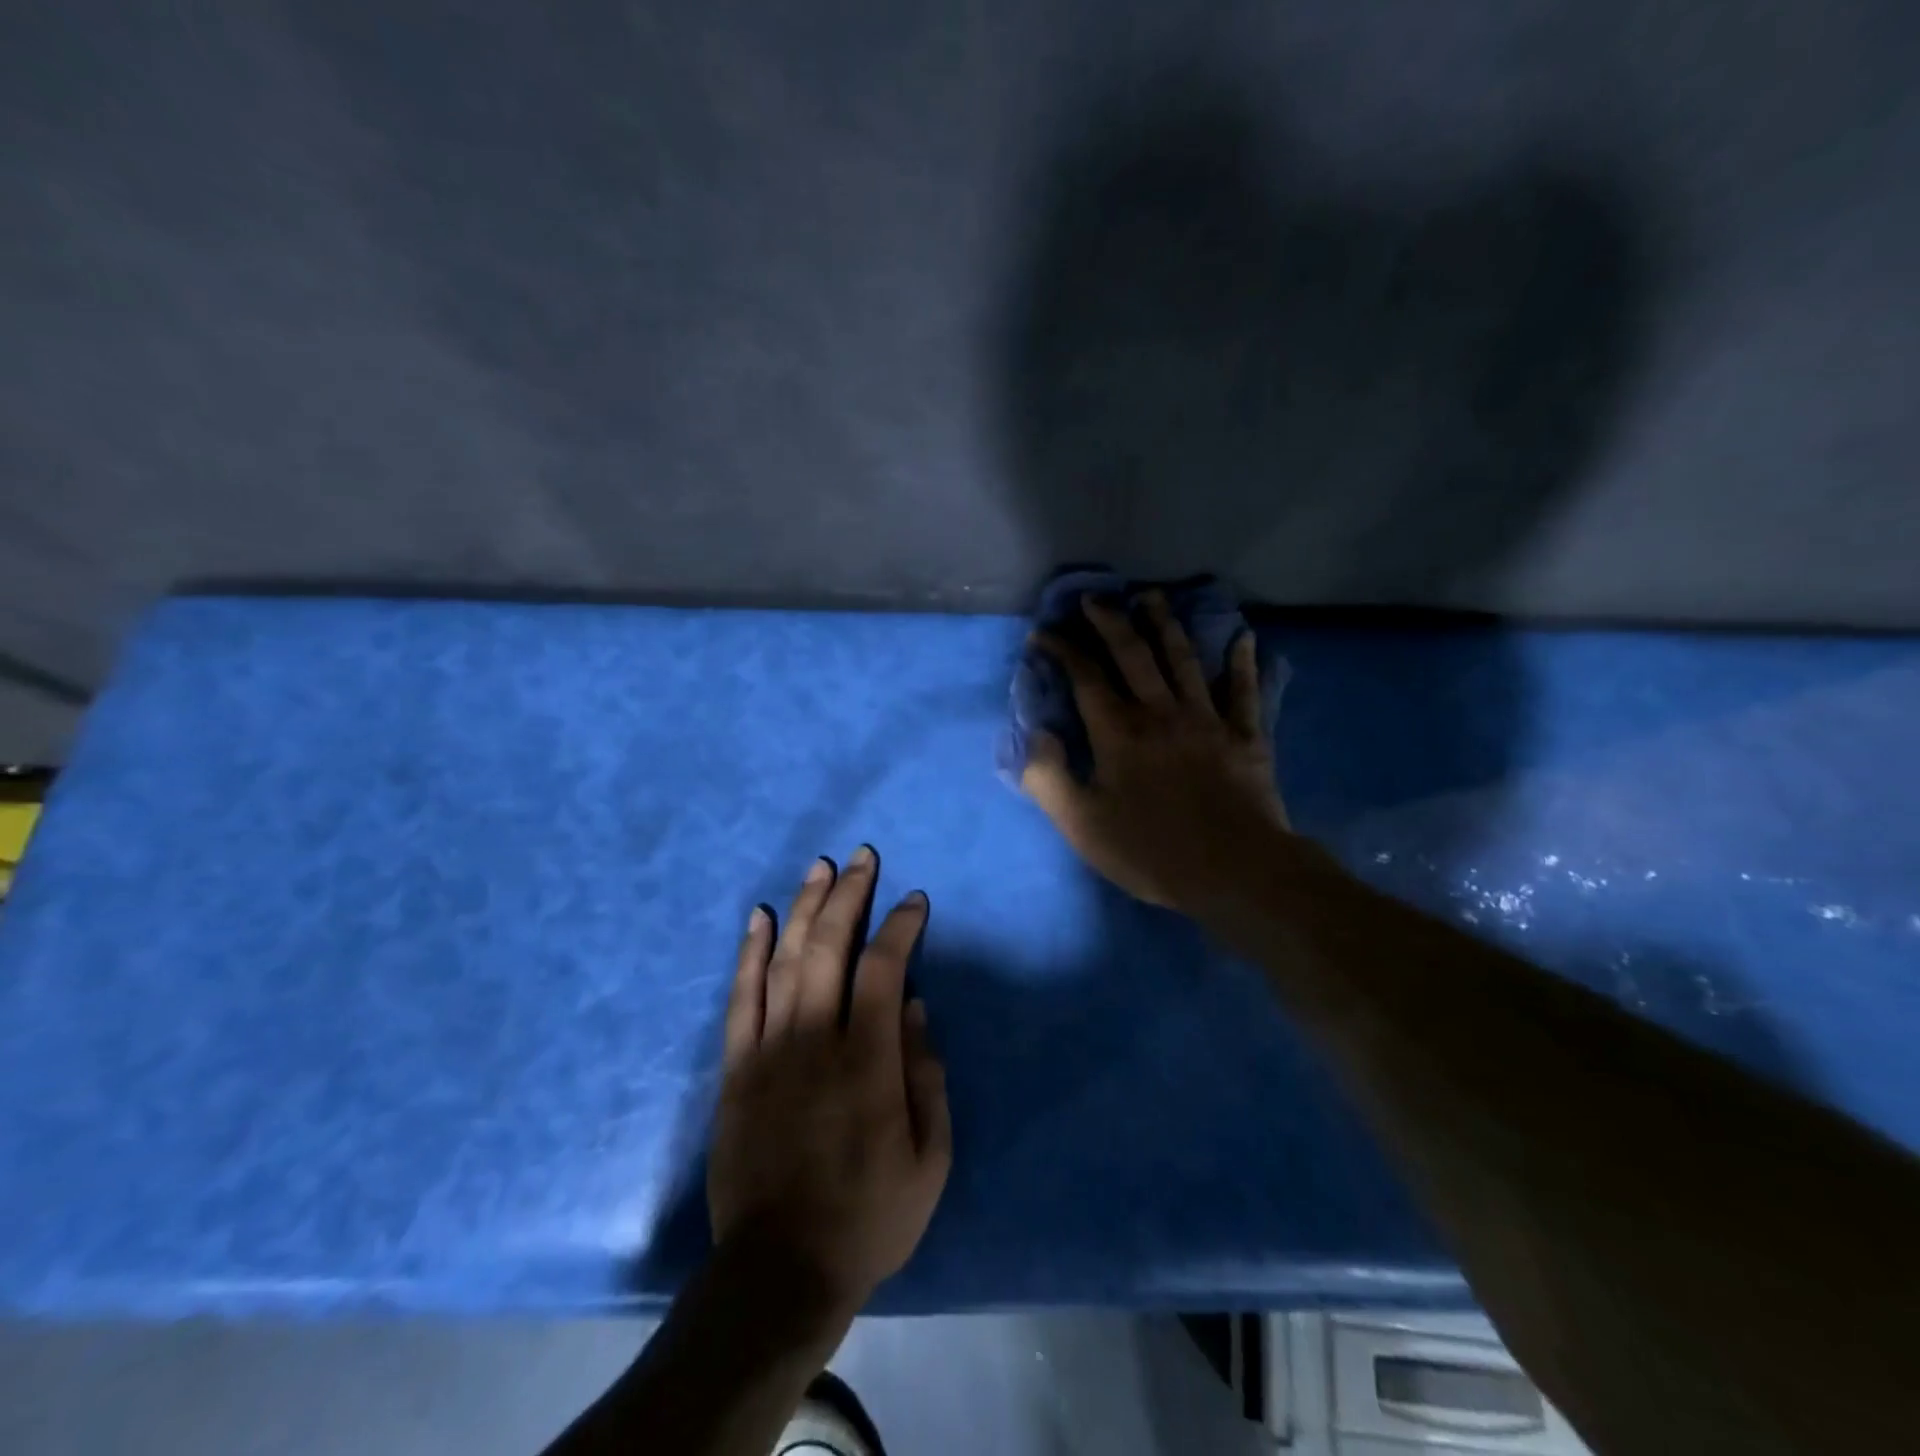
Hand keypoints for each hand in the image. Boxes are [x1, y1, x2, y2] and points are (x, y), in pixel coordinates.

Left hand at [707, 847, 951, 1319]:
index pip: (885, 969)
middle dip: (849, 895)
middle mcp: (815, 1040)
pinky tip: (758, 916)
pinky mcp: (736, 1067)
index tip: (913, 901)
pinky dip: (748, 951)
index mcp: (868, 1061)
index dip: (900, 927)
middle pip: (829, 947)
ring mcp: (768, 1049)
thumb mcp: (930, 1160)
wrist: (779, 1269)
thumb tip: (917, 1008)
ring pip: (784, 958)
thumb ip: (927, 1077)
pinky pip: (740, 995)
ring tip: (820, 867)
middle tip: (862, 857)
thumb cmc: (868, 1216)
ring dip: (804, 906)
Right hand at [1022, 593, 1289, 912]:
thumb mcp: (1082, 824)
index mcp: (1119, 732)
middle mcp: (1161, 712)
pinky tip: (1244, 638)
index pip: (1086, 677)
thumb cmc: (1151, 850)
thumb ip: (1049, 777)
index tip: (1044, 634)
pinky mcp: (1245, 736)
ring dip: (1166, 625)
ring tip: (1152, 597)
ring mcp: (1207, 719)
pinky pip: (1243, 691)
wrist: (1234, 871)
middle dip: (1110, 622)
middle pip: (1134, 654)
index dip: (1063, 651)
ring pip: (1184, 659)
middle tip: (1094, 599)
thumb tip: (1036, 735)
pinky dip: (1242, 663)